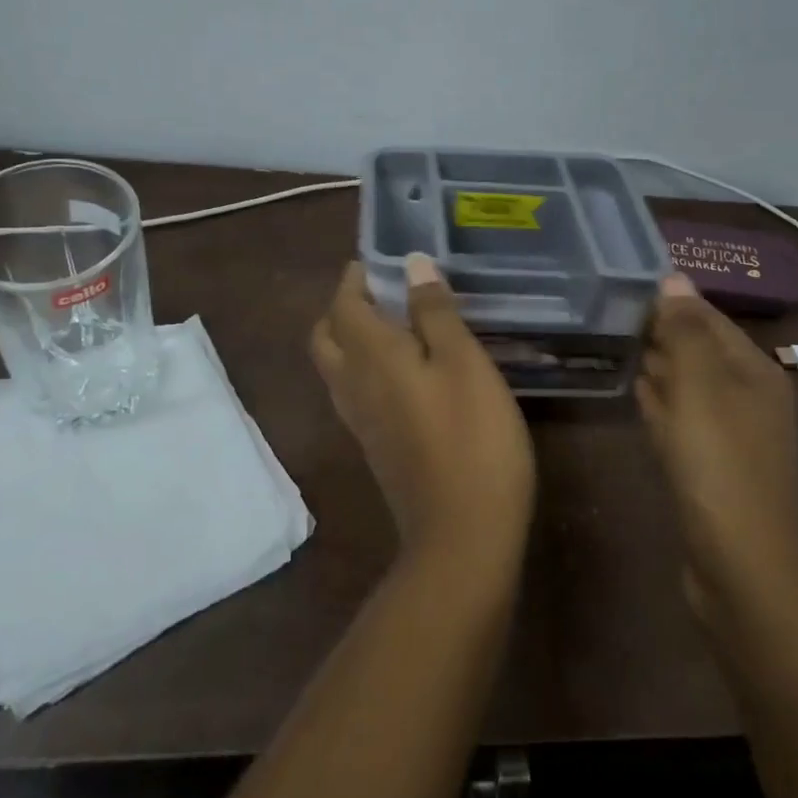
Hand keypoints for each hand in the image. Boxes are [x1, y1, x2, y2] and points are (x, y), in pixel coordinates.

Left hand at [310, 255, 535, 566]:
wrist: (462, 535)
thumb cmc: (472, 438)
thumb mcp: (464, 363)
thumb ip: (434, 312)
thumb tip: (411, 264)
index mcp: (371, 357)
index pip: (343, 306)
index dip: (353, 279)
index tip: (375, 263)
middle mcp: (353, 385)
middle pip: (326, 337)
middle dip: (343, 308)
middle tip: (379, 292)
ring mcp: (360, 422)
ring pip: (336, 368)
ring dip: (350, 338)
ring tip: (392, 325)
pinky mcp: (375, 447)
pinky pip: (353, 393)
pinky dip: (364, 369)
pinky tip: (403, 373)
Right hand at [637, 275, 797, 615]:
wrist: (740, 565)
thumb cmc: (718, 464)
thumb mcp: (699, 387)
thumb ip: (684, 330)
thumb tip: (672, 277)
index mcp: (755, 371)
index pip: (708, 318)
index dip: (670, 302)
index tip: (622, 289)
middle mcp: (750, 397)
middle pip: (699, 351)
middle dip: (661, 334)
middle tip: (610, 316)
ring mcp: (733, 436)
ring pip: (689, 386)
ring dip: (658, 368)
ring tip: (616, 346)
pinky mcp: (714, 466)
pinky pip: (683, 420)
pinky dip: (662, 405)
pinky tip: (637, 396)